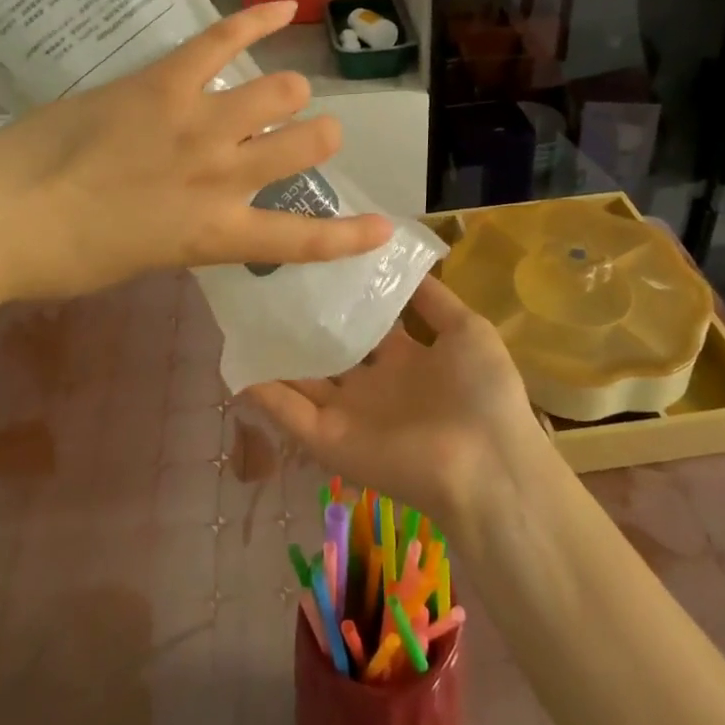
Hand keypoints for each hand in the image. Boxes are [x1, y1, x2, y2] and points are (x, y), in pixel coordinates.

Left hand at [0, 1, 392, 301]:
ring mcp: (197, 123)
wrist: (0, 217)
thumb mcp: (143, 259)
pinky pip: (222, 40)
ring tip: (281, 90)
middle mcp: (221, 176)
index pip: (301, 239)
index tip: (383, 227)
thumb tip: (198, 206)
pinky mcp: (164, 82)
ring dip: (287, 91)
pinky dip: (257, 20)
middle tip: (304, 134)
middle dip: (317, 136)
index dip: (350, 235)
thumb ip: (187, 230)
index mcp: (215, 233)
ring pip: (279, 90)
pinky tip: (284, 7)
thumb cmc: (63, 258)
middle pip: (306, 142)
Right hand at [245, 276, 553, 534]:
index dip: (341, 295)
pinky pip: (290, 413)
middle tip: (265, 280)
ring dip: (274, 353)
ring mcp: (347, 414)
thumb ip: (431, 298)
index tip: (313, 260)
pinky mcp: (329, 441)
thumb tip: (401, 259)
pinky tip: (236, 361)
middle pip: (327, 349)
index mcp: (405, 359)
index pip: (364, 322)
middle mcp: (371, 384)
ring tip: (240, 314)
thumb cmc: (483, 391)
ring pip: (300, 379)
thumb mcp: (467, 330)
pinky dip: (263, 391)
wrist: (488, 465)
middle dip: (301, 321)